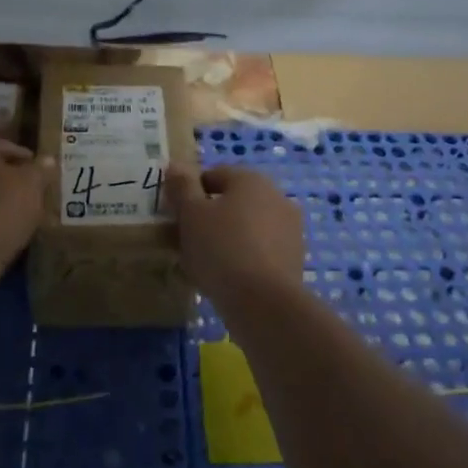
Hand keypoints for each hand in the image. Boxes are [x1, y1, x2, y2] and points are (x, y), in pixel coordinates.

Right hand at [167, 166, 304, 305]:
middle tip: (185, 242)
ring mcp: (289, 228)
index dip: (189, 193)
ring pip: (246, 227)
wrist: (264, 302)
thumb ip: (182, 187)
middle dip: (208, 217)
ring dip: (225, 238)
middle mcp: (276, 196)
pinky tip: (226, 279)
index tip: (175, 217)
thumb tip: (175, 165)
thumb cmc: (221, 248)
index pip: (213, 175)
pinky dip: (242, 258)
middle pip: (231, 201)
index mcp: (251, 179)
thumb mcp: (191, 214)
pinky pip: (259, 250)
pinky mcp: (293, 258)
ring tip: (203, 264)